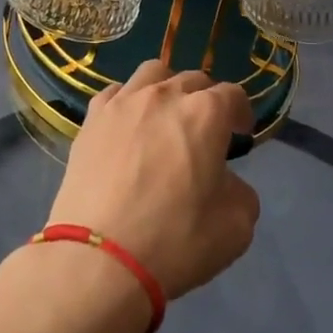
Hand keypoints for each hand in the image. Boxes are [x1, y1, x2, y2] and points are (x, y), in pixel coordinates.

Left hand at [47, 61, 258, 301]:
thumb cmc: (175, 241)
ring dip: (166, 89)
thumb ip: (240, 192)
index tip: (240, 134)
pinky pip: (114, 93)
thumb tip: (224, 181)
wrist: (98, 258)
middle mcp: (164, 96)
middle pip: (193, 80)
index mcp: (205, 114)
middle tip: (204, 132)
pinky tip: (127, 126)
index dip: (240, 113)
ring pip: (152, 74)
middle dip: (205, 100)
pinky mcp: (91, 119)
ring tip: (164, 117)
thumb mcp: (236, 227)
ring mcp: (123, 103)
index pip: (232, 95)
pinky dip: (127, 102)